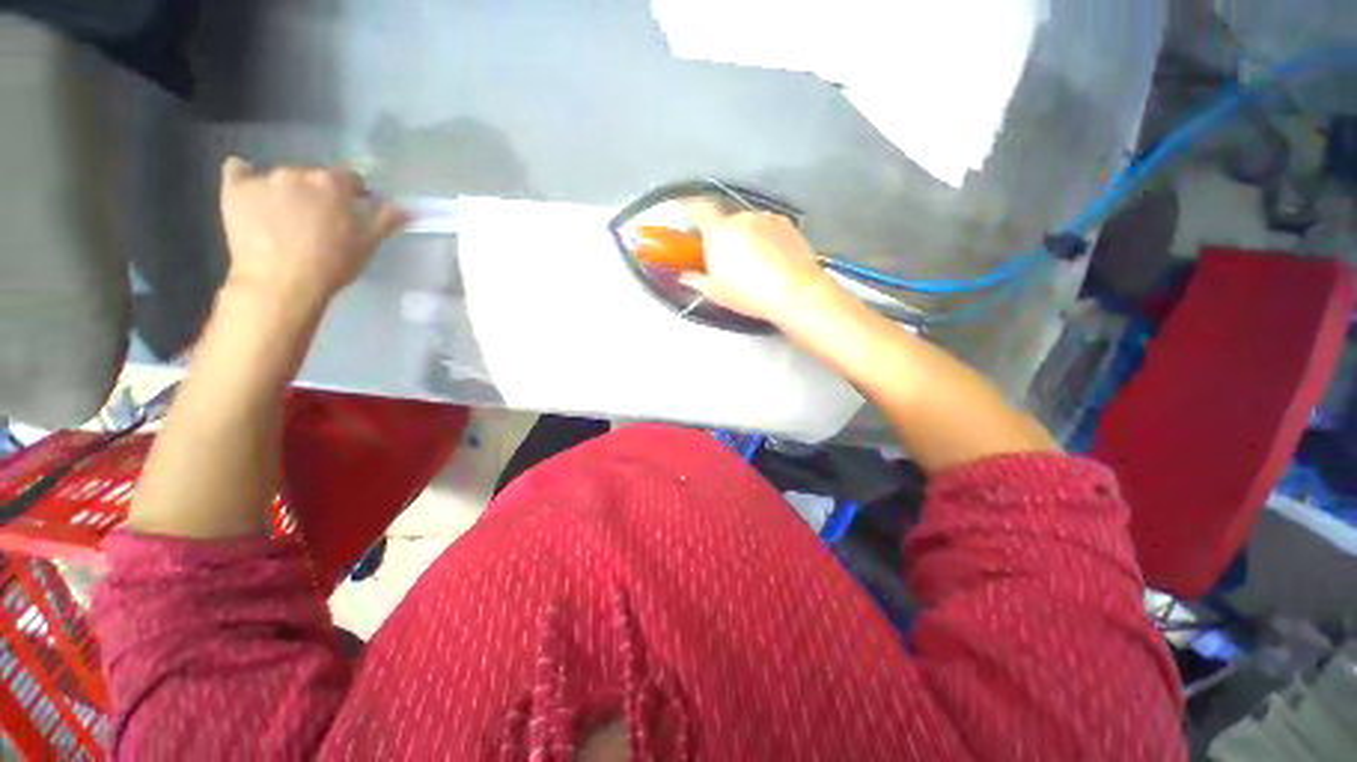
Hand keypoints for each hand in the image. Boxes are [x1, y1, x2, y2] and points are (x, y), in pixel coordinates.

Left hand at [218, 157, 407, 309]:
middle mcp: (299, 172)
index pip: (350, 178)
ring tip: (285, 217)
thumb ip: (386, 220)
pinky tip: (251, 192)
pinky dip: (245, 177)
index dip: (353, 194)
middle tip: (318, 219)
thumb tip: (405, 207)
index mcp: (333, 183)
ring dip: (287, 190)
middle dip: (318, 192)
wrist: (281, 283)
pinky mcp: (235, 188)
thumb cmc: (332, 264)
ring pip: (280, 176)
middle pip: (313, 176)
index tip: (352, 211)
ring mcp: (264, 178)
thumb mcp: (368, 244)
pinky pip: (238, 170)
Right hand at [680, 212, 839, 325]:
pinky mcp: (787, 223)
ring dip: (748, 236)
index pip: (700, 210)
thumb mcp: (716, 293)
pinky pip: (769, 227)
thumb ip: (697, 280)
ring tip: (756, 263)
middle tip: (730, 260)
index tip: (697, 228)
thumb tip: (685, 276)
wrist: (794, 292)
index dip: (696, 215)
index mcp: (718, 232)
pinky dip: (767, 237)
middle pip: (727, 221)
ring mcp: (766, 218)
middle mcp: (741, 218)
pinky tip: (773, 259)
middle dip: (726, 236)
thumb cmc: (749, 293)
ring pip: (750, 223)